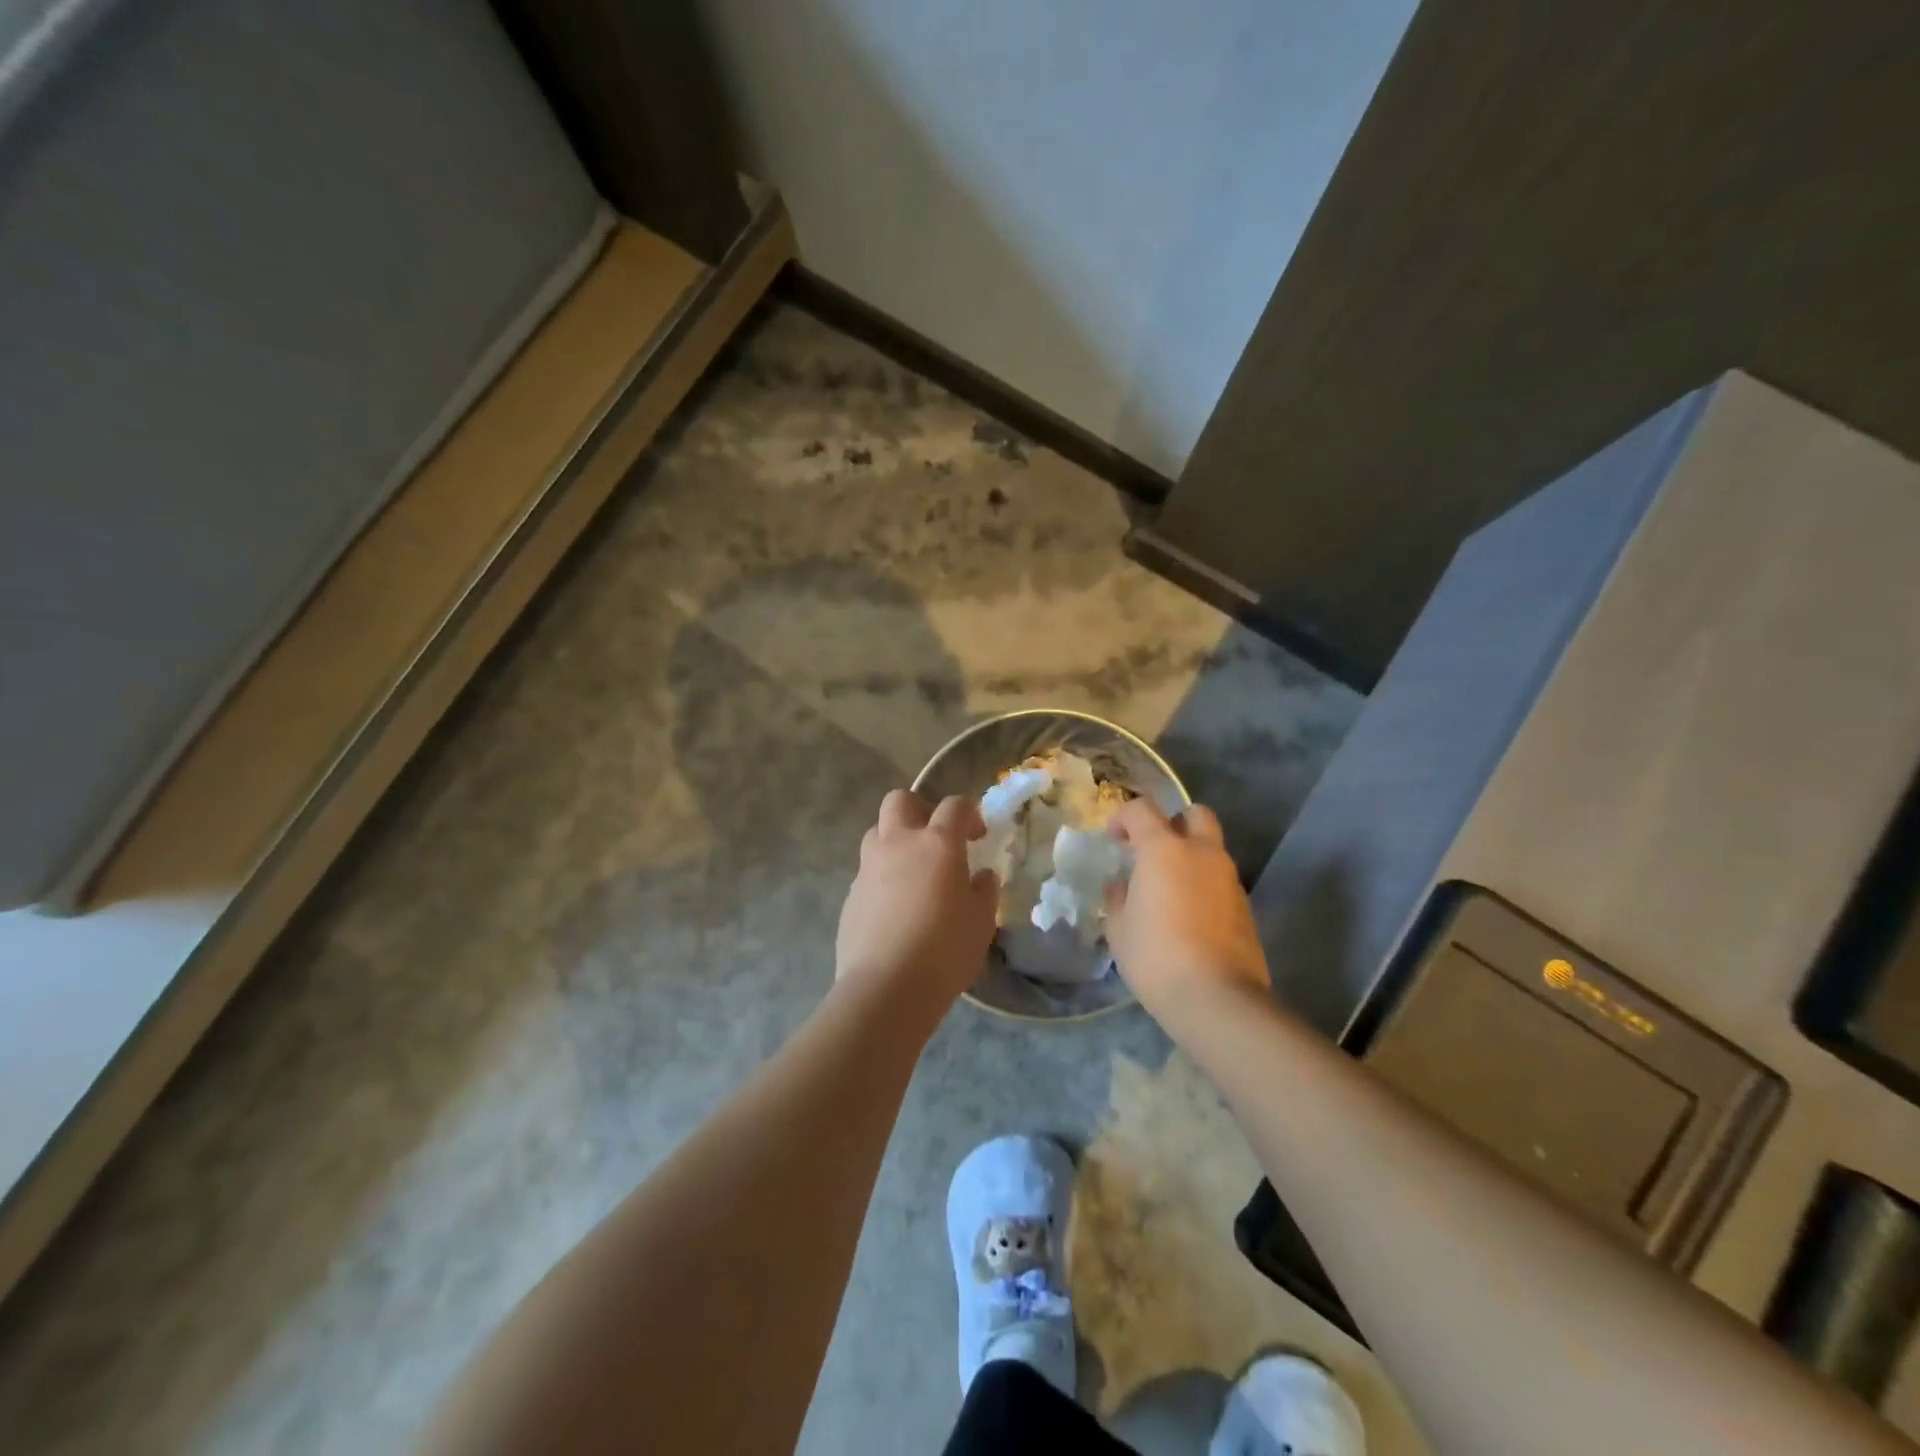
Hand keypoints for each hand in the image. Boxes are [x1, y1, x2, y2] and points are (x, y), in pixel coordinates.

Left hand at [836, 790, 997, 1012]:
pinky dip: (881, 875)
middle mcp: (898, 844)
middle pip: (900, 800)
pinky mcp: (850, 894)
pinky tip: (894, 905)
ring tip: (912, 869)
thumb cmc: (945, 951)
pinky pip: (866, 870)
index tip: (977, 835)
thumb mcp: (981, 922)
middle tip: (935, 836)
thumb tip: (981, 876)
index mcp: (937, 844)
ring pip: (876, 831)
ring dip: (894, 838)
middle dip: (919, 808)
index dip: (969, 813)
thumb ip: (984, 891)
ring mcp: (868, 867)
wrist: (886, 987)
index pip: (954, 805)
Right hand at [1105, 799, 1270, 1024]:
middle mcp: (1201, 853)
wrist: (1217, 998)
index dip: (1123, 817)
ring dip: (1190, 857)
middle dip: (1173, 823)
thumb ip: (1116, 898)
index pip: (1142, 810)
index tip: (1113, 840)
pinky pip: (1220, 880)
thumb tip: (1121, 885)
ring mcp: (1229, 878)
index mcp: (1164, 849)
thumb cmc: (1155, 956)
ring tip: (1169, 890)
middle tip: (1153, 851)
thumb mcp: (1118, 928)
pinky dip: (1204, 885)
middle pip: (1194, 814)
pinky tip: (1189, 916)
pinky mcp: (1245, 906)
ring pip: (1211, 849)